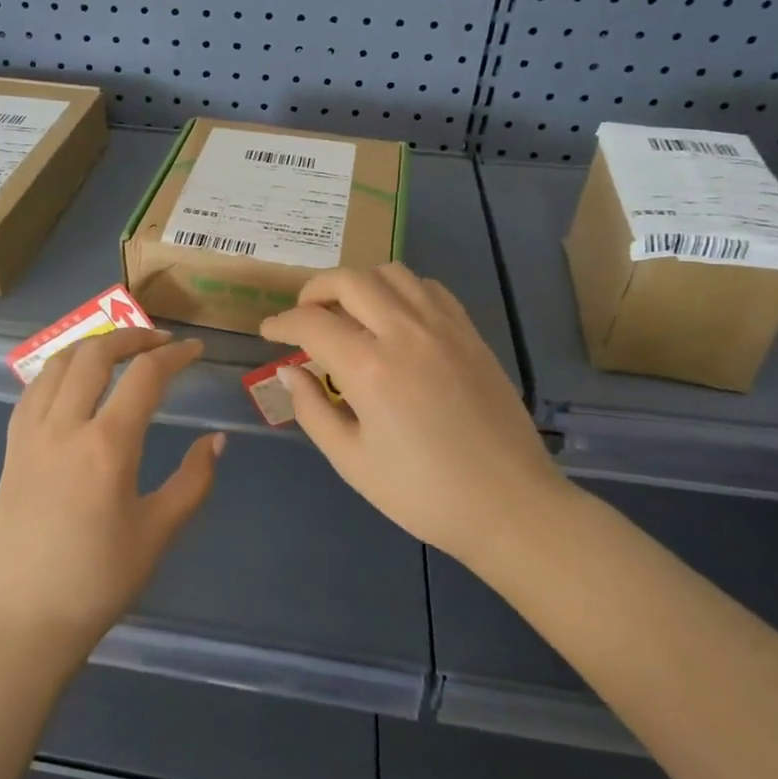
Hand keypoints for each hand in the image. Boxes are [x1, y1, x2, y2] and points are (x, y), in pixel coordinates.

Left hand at [0, 327, 223, 671]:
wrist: (27, 618)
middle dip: (132, 337)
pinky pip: (33, 390)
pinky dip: (59, 370)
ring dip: (92, 347)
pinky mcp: (11, 448)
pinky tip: (74, 383)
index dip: (174, 355)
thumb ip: (193, 480)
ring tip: (118, 352)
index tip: (195, 350)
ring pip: (57, 363)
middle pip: (95, 354)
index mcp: (106, 445)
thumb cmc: (100, 580)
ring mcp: (30, 434)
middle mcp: (64, 426)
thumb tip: (217, 440)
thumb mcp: (159, 532)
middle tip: (160, 342)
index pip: (144, 376)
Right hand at [260, 264, 575, 565]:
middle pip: (349, 280)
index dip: (281, 323)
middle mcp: (406, 333)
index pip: (311, 323)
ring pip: (392, 273)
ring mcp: (444, 328)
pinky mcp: (471, 334)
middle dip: (314, 290)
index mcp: (371, 368)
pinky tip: (395, 319)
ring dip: (359, 284)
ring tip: (347, 312)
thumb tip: (289, 372)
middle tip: (303, 315)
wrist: (509, 505)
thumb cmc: (423, 493)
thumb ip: (312, 410)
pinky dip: (401, 291)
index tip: (268, 332)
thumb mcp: (352, 461)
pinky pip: (429, 289)